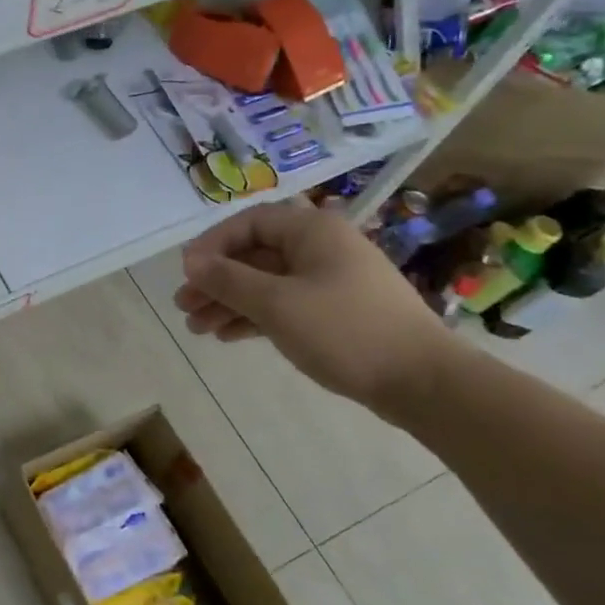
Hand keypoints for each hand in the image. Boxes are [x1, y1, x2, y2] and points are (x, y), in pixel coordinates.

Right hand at [174, 200, 459, 419]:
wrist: (421, 381)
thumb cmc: (344, 330)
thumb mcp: (276, 303)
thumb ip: (228, 280)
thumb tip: (190, 262)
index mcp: (312, 231)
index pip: (249, 223)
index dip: (212, 245)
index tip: (186, 273)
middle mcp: (320, 248)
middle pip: (254, 255)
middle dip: (216, 281)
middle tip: (184, 306)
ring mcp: (329, 280)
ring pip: (266, 283)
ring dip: (229, 302)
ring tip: (197, 328)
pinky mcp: (334, 311)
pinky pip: (283, 304)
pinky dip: (254, 317)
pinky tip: (227, 336)